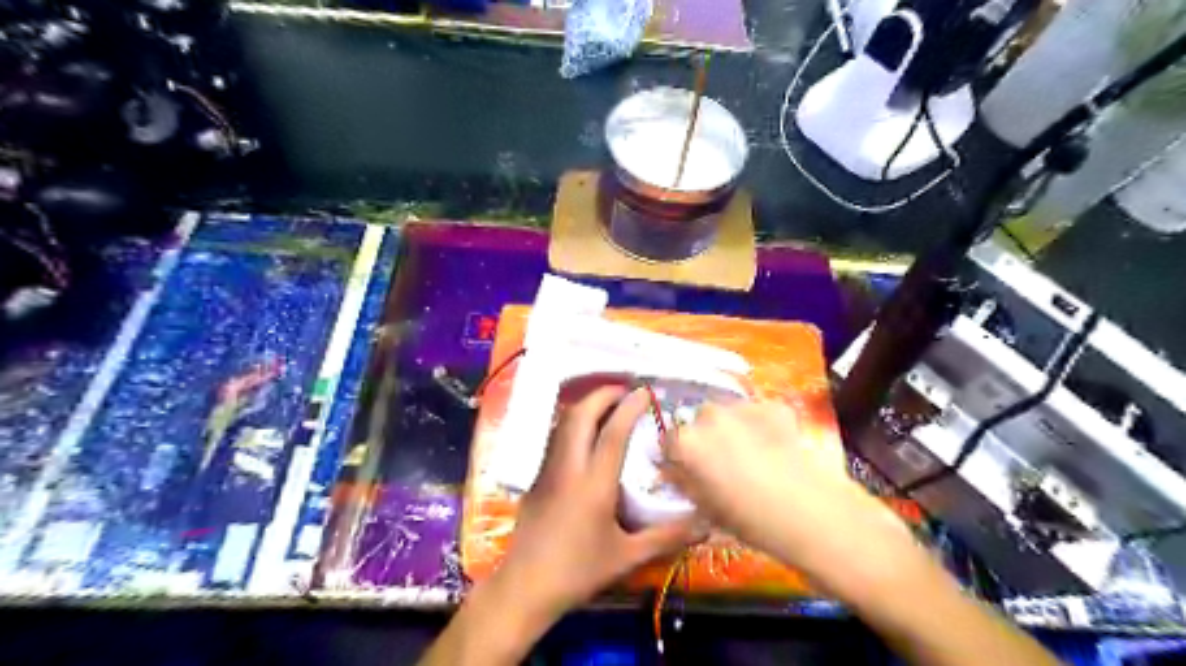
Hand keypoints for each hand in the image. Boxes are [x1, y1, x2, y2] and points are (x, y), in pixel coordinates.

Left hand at [497, 381, 695, 620]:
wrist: (525, 587)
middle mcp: (568, 468)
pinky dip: (572, 424)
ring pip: (562, 424)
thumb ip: (667, 537)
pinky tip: (584, 436)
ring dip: (584, 407)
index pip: (613, 433)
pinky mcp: (535, 479)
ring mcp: (547, 470)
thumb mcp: (627, 557)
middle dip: (601, 395)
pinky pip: (554, 439)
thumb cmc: (578, 572)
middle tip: (623, 391)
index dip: (629, 407)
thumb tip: (705, 524)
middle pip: (580, 416)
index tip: (644, 392)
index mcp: (594, 484)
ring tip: (606, 405)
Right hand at [663, 399, 909, 593]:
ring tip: (753, 454)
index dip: (678, 456)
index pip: (668, 441)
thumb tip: (672, 470)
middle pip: (698, 421)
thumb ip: (683, 481)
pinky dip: (762, 425)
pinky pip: (758, 413)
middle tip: (723, 463)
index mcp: (686, 442)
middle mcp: (708, 416)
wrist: (810, 512)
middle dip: (706, 437)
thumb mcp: (706, 506)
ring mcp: (742, 407)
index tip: (689, 469)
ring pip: (728, 414)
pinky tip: (775, 447)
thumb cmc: (750, 520)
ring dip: (732, 428)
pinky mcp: (773, 406)